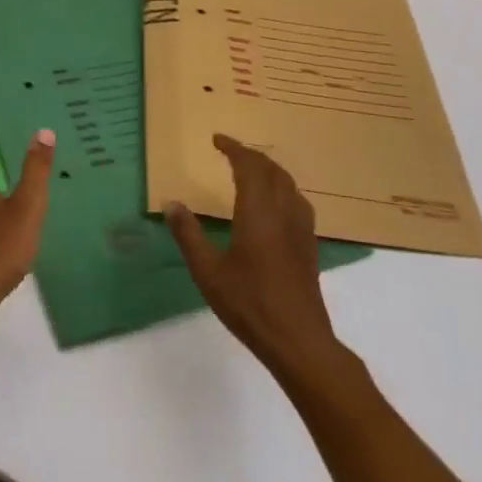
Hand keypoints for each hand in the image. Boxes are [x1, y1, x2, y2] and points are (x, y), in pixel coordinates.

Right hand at [166, 135, 345, 380]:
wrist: (298, 341)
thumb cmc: (249, 304)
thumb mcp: (207, 272)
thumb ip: (189, 235)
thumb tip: (172, 203)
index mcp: (258, 213)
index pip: (250, 167)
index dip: (234, 148)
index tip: (217, 140)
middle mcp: (284, 214)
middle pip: (273, 171)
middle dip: (252, 156)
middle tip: (230, 152)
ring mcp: (301, 230)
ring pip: (289, 185)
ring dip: (269, 170)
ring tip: (251, 172)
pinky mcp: (309, 246)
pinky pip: (298, 202)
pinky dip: (282, 189)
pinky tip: (274, 206)